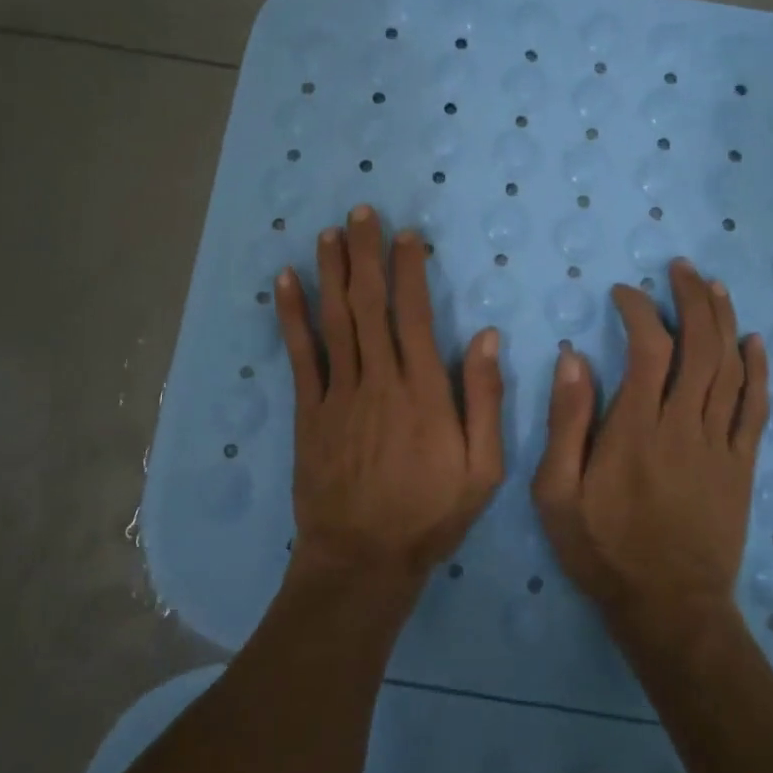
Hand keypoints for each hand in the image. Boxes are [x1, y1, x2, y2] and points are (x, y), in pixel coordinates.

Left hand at [274, 206, 504, 599]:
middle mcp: (380, 379)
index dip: (410, 269)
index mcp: (424, 390)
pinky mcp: (310, 411)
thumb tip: (488, 337)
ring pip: (335, 319)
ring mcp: (339, 393)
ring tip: (329, 233)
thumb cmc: (430, 513)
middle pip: (370, 304)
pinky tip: (285, 282)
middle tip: (361, 212)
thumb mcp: (483, 468)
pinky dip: (292, 315)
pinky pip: (300, 354)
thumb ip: (486, 400)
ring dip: (331, 272)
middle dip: (366, 254)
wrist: (362, 559)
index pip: (415, 314)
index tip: (407, 235)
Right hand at [532, 258, 768, 645]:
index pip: (649, 348)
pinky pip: (756, 409)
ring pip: (730, 369)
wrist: (669, 609)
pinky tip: (755, 342)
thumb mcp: (558, 493)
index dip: (639, 310)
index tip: (623, 293)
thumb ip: (566, 423)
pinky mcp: (741, 466)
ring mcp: (719, 445)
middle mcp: (683, 425)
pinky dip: (759, 371)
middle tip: (681, 269)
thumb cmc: (604, 549)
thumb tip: (574, 358)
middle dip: (692, 300)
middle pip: (700, 347)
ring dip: (724, 321)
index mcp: (636, 428)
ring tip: (714, 287)